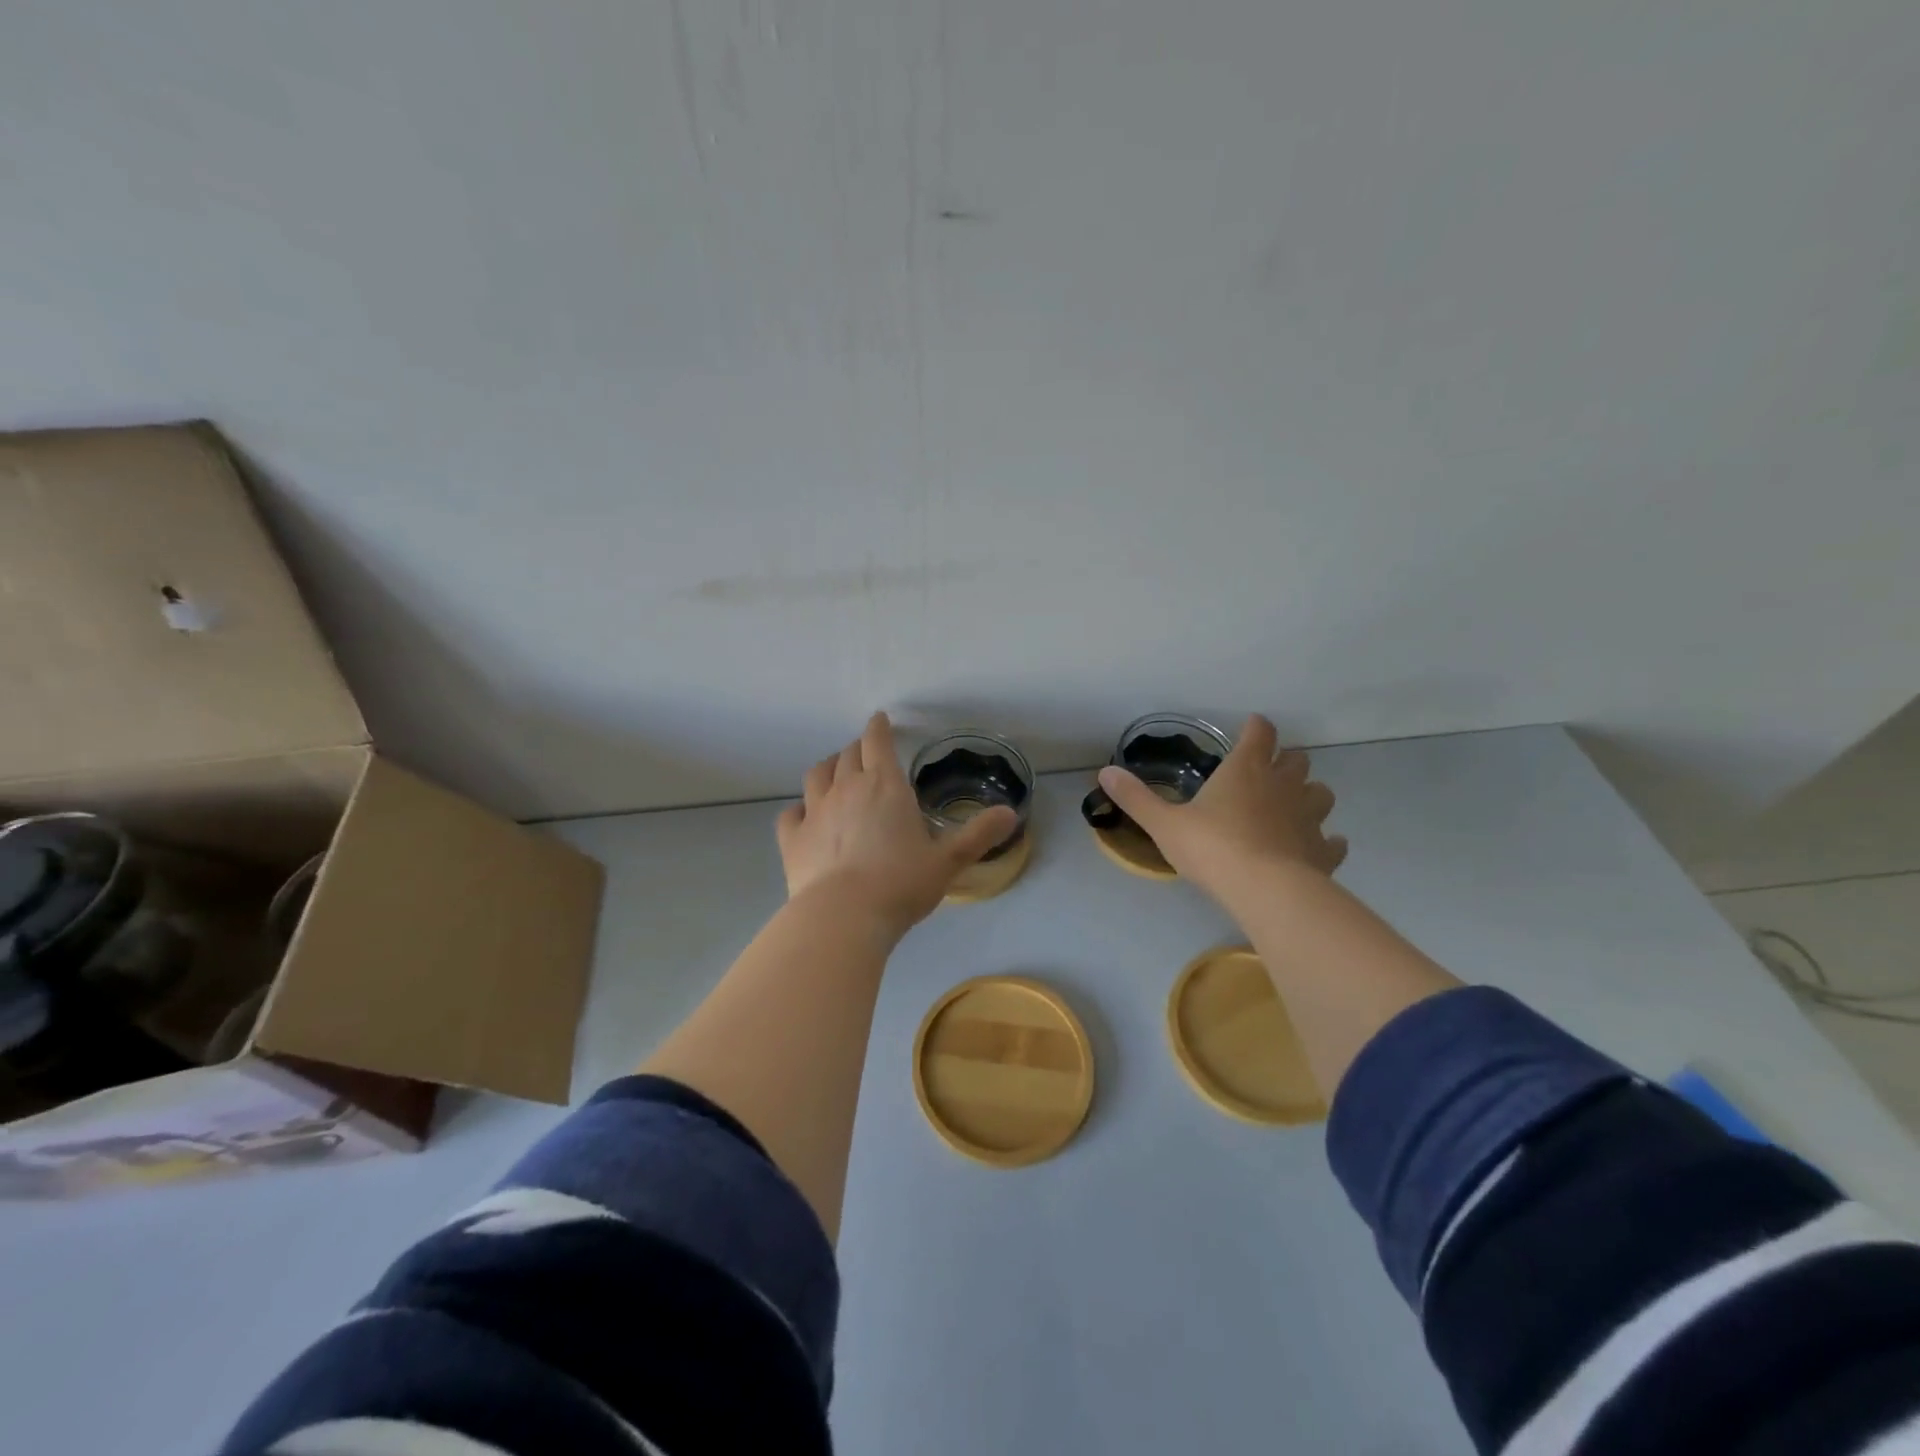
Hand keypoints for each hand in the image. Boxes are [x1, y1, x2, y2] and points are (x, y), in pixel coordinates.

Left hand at [776, 712, 1018, 934]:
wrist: (843, 917)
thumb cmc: (901, 884)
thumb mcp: (948, 862)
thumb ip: (978, 835)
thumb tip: (1011, 813)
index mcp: (885, 786)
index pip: (878, 742)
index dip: (879, 727)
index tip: (880, 720)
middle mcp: (847, 789)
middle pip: (848, 755)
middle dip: (857, 748)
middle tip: (865, 752)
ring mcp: (815, 812)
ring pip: (816, 775)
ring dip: (828, 767)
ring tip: (834, 771)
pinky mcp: (792, 839)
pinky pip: (791, 813)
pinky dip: (799, 808)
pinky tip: (804, 815)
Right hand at [1097, 714, 1346, 903]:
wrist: (1266, 890)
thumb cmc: (1213, 847)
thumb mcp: (1164, 823)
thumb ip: (1136, 798)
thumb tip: (1105, 772)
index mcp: (1245, 770)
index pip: (1260, 733)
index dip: (1256, 728)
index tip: (1251, 728)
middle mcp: (1283, 786)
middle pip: (1297, 760)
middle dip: (1285, 761)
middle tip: (1268, 773)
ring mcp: (1309, 818)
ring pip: (1322, 794)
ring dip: (1310, 795)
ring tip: (1293, 808)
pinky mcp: (1323, 851)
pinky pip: (1332, 841)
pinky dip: (1324, 841)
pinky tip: (1315, 848)